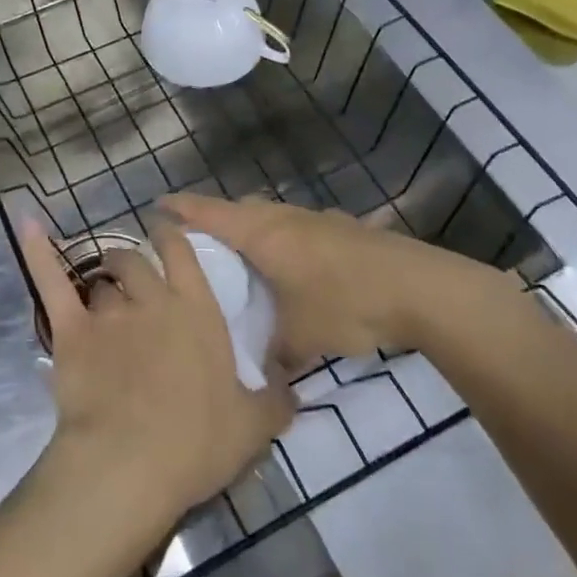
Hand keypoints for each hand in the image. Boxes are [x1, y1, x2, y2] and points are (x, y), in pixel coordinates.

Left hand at [21, 215, 295, 533]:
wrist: (131, 464)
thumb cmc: (197, 442)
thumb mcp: (255, 425)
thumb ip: (276, 399)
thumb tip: (291, 384)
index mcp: (197, 311)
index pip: (183, 254)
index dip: (173, 235)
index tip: (166, 228)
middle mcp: (153, 299)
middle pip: (136, 262)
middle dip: (132, 263)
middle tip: (132, 278)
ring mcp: (109, 313)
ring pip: (100, 281)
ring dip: (102, 285)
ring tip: (102, 296)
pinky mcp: (71, 332)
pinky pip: (52, 282)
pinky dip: (37, 251)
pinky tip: (26, 224)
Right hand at [161, 194, 511, 361]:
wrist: (419, 289)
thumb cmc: (345, 304)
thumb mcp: (300, 336)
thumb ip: (273, 352)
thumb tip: (262, 371)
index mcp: (264, 234)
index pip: (211, 213)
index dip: (182, 208)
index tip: (157, 205)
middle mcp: (286, 218)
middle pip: (241, 210)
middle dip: (216, 219)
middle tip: (197, 241)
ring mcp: (318, 221)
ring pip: (273, 219)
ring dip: (254, 231)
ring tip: (244, 259)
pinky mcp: (343, 232)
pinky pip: (298, 230)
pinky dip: (285, 243)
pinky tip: (294, 270)